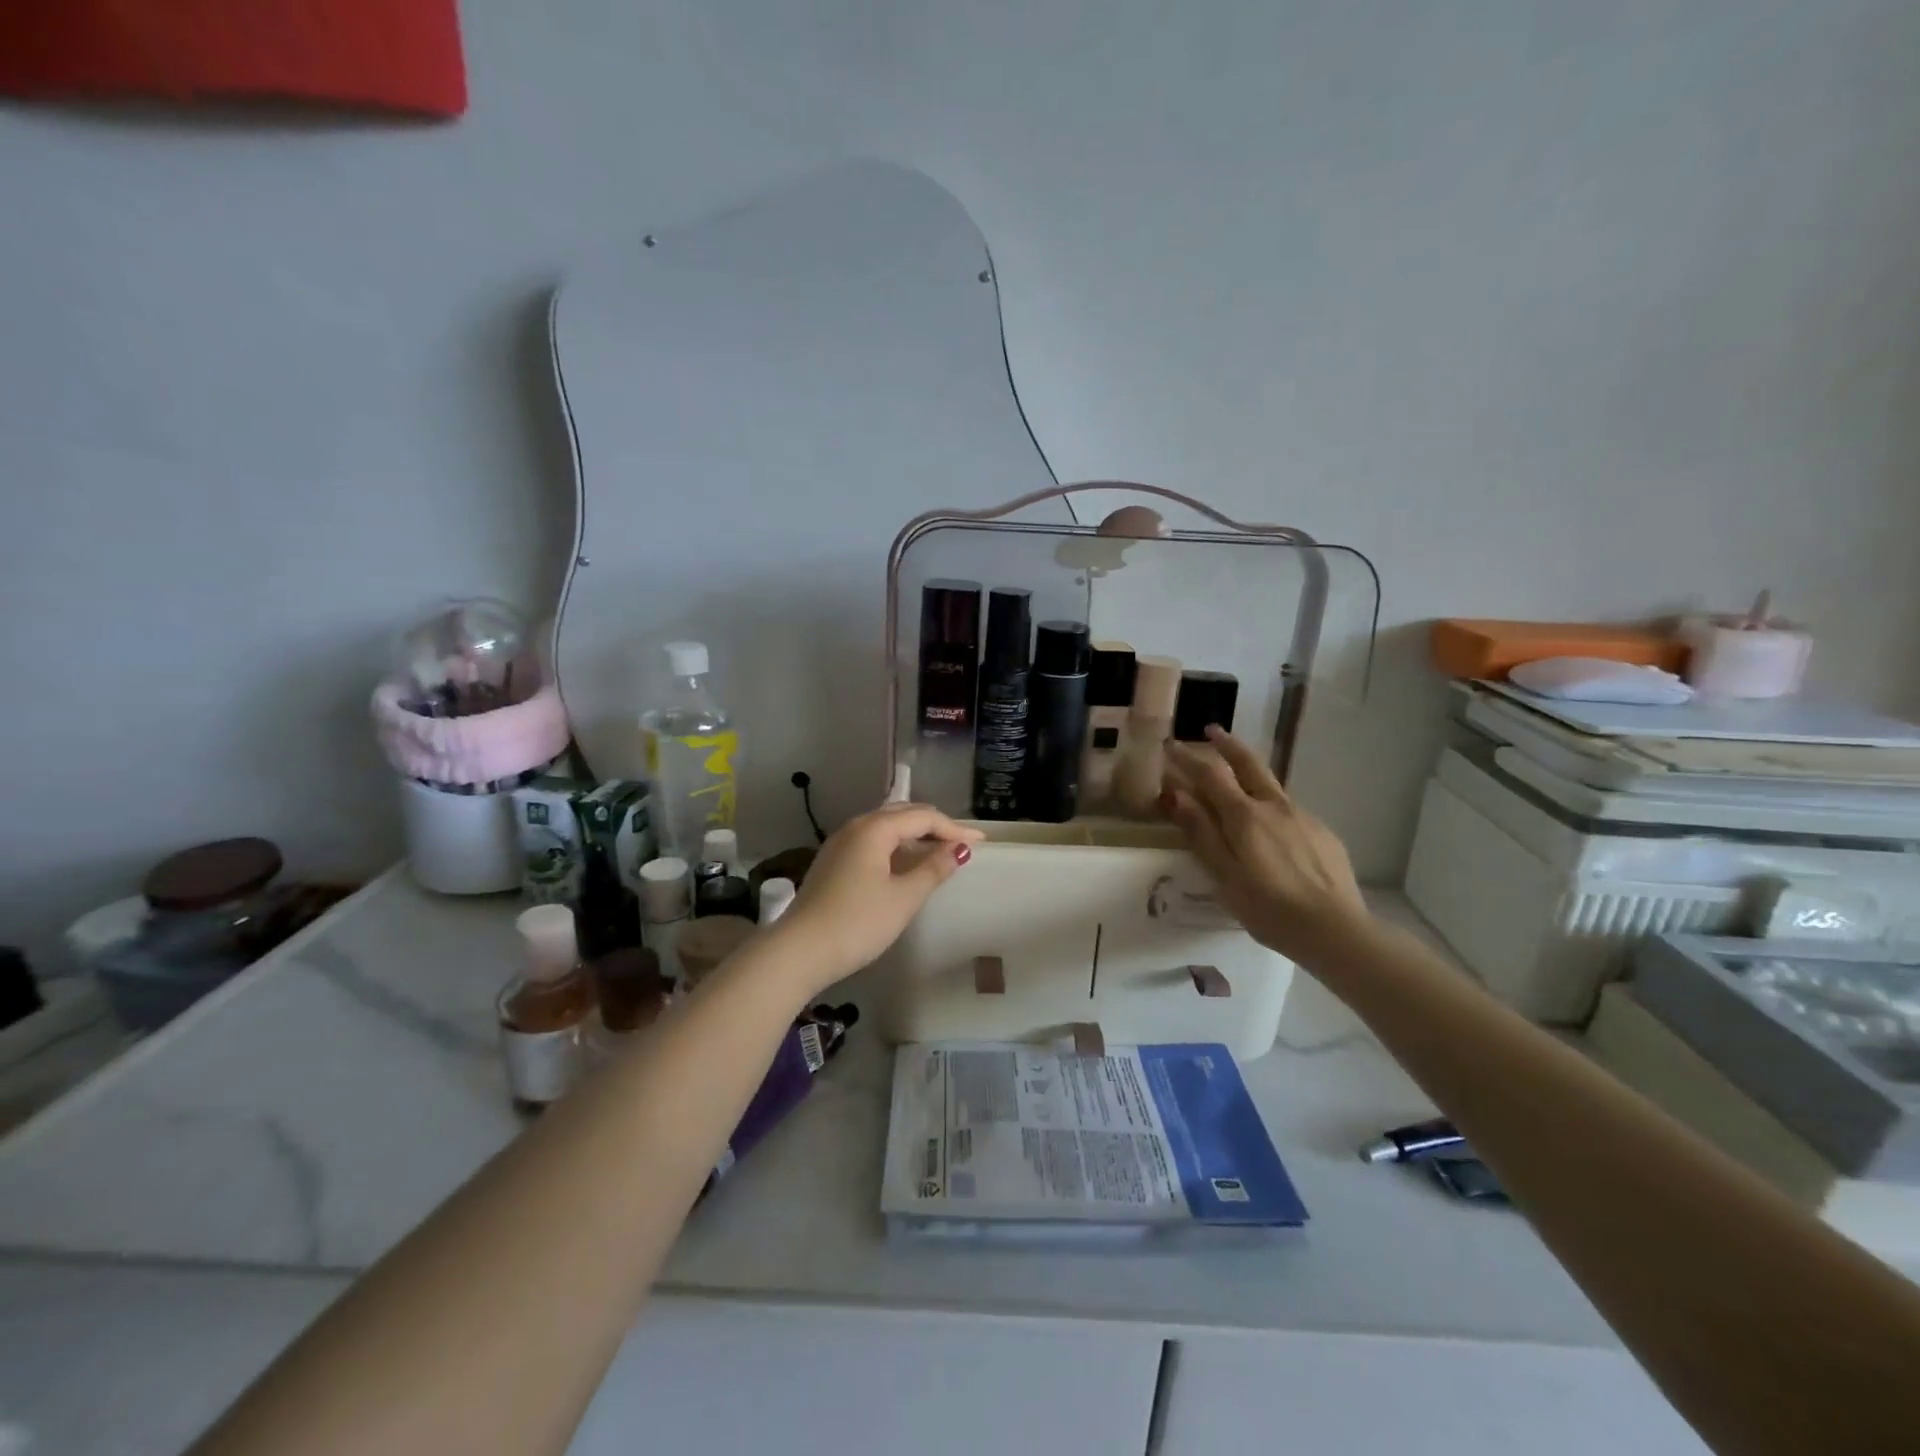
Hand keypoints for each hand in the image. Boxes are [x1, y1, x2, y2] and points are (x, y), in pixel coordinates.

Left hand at [774, 803, 982, 992]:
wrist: (800, 951)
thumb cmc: (858, 922)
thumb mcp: (904, 898)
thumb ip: (933, 869)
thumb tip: (958, 850)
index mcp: (875, 828)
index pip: (923, 817)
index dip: (954, 829)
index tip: (980, 843)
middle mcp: (856, 826)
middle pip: (903, 814)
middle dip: (935, 826)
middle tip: (962, 843)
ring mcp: (841, 843)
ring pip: (886, 827)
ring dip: (915, 835)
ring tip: (939, 851)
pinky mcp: (833, 861)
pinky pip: (873, 841)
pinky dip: (896, 846)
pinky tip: (906, 863)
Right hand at [1161, 727, 1367, 960]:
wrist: (1335, 930)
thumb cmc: (1268, 908)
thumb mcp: (1223, 875)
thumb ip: (1201, 832)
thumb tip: (1176, 794)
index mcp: (1244, 816)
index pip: (1210, 775)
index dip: (1188, 758)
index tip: (1171, 745)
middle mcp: (1274, 806)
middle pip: (1248, 764)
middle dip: (1227, 745)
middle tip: (1212, 731)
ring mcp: (1303, 817)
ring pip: (1271, 786)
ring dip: (1250, 773)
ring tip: (1238, 779)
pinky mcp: (1323, 834)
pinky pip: (1290, 810)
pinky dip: (1271, 807)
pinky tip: (1272, 829)